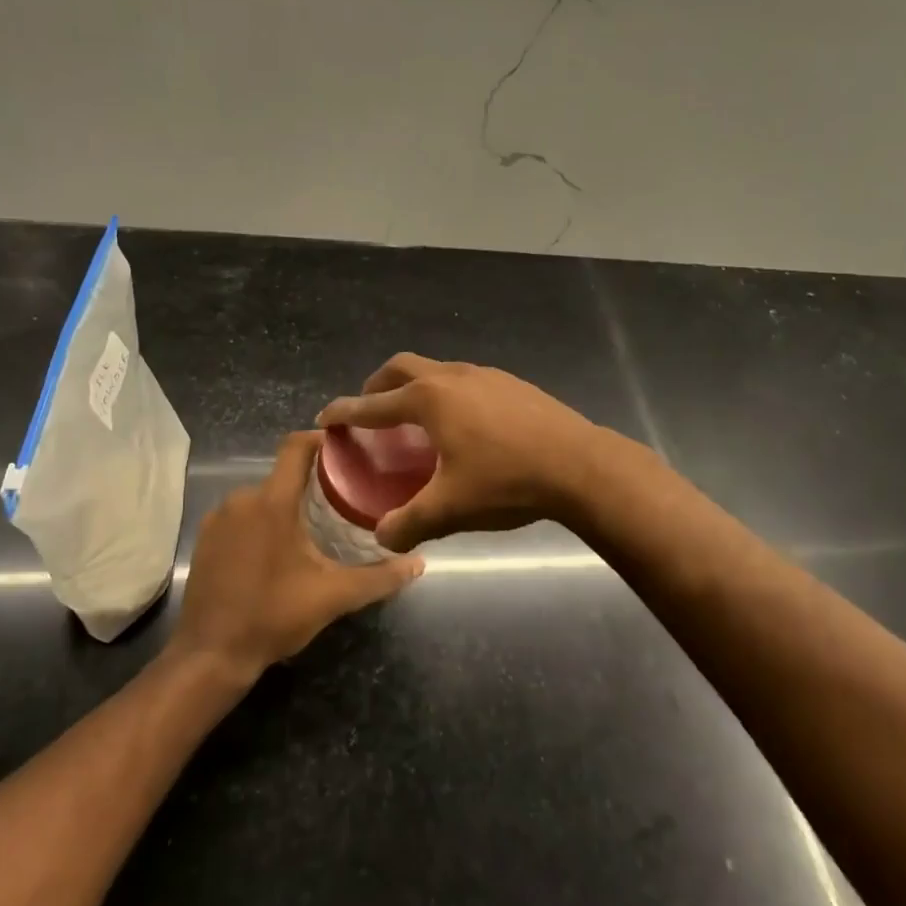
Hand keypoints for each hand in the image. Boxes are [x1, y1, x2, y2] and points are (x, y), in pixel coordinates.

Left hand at [170, 431, 423, 683]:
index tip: (346, 448)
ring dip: (284, 507)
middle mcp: (241, 499)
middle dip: (309, 484)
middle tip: (340, 500)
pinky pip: (239, 516)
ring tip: (312, 528)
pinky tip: (274, 551)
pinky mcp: (205, 539)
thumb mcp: (333, 597)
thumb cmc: (274, 616)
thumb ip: (378, 577)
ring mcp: (217, 518)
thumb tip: (418, 563)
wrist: (210, 655)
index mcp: (272, 502)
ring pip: (260, 498)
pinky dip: (259, 524)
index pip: (296, 447)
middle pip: (282, 476)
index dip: (321, 439)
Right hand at [317, 354, 601, 552]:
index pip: (374, 404)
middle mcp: (452, 377)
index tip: (325, 417)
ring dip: (416, 386)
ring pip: (436, 370)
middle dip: (378, 385)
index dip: (346, 411)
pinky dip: (447, 392)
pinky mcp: (512, 383)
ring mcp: (485, 375)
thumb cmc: (507, 482)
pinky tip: (464, 423)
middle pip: (402, 368)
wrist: (580, 465)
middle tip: (370, 408)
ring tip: (416, 418)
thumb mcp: (451, 508)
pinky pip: (465, 380)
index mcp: (429, 400)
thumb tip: (382, 537)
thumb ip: (409, 523)